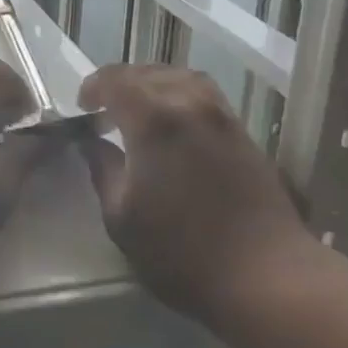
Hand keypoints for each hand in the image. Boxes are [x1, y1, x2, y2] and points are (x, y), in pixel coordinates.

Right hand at [78, 64, 311, 320]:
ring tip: (139, 107)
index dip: (94, 86)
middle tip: (105, 106)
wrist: (265, 274)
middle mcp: (189, 105)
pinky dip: (180, 95)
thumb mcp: (121, 217)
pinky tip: (173, 123)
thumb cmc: (181, 251)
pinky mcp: (243, 134)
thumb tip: (93, 144)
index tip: (82, 105)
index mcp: (154, 120)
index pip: (117, 81)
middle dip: (121, 82)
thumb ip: (103, 170)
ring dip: (154, 83)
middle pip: (149, 73)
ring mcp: (222, 117)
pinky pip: (205, 95)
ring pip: (182, 78)